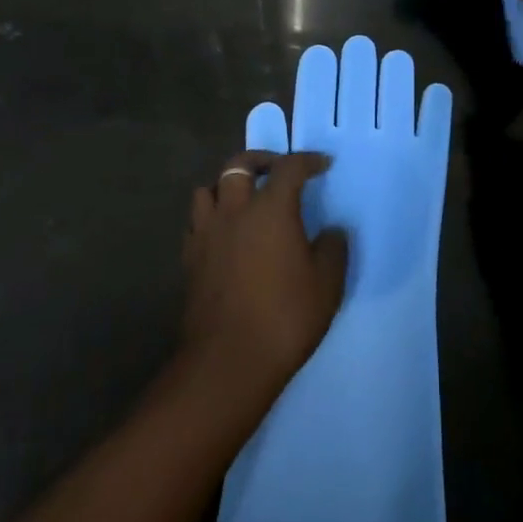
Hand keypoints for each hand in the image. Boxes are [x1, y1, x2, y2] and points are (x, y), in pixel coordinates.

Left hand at [182, 151, 347, 401]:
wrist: (227, 361)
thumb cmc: (284, 318)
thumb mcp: (327, 285)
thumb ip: (333, 249)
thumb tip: (332, 232)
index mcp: (271, 208)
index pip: (289, 167)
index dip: (307, 160)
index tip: (322, 164)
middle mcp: (235, 210)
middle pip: (239, 164)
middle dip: (260, 160)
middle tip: (277, 170)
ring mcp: (207, 233)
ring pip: (208, 188)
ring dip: (226, 186)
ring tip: (242, 199)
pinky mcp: (189, 258)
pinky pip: (196, 222)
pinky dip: (210, 217)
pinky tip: (223, 234)